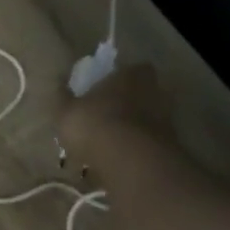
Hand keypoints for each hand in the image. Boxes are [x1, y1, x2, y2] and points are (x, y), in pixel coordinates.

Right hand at [57, 61, 177, 172]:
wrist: (130, 160)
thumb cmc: (94, 124)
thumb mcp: (66, 110)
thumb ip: (63, 96)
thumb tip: (59, 82)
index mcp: (132, 74)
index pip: (130, 69)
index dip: (118, 80)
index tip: (103, 91)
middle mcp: (155, 90)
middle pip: (141, 93)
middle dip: (126, 104)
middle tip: (106, 118)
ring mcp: (166, 118)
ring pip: (145, 119)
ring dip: (131, 128)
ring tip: (110, 144)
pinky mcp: (170, 144)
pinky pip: (148, 142)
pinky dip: (136, 148)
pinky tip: (119, 159)